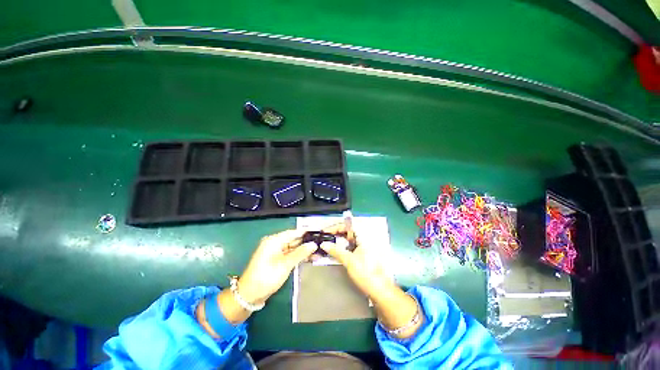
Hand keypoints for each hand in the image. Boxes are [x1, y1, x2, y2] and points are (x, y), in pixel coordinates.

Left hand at [238, 229, 316, 304]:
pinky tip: (309, 258)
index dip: (306, 233)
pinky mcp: (277, 260)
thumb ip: (300, 253)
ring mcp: (276, 252)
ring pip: (293, 248)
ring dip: (304, 251)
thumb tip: (314, 244)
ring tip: (318, 253)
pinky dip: (299, 257)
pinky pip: (290, 255)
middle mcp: (275, 243)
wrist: (250, 295)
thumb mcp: (285, 264)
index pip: (294, 232)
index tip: (319, 233)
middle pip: (294, 240)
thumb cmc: (267, 277)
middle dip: (307, 243)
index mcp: (274, 240)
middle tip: (321, 245)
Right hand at [322, 223, 421, 338]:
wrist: (380, 290)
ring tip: (327, 244)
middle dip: (335, 233)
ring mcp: (365, 246)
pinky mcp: (364, 253)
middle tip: (325, 238)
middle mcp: (365, 238)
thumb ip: (336, 250)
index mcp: (364, 236)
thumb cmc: (366, 273)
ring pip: (349, 239)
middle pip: (348, 231)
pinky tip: (336, 252)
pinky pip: (351, 245)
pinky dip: (343, 247)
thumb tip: (323, 244)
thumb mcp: (349, 261)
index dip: (335, 227)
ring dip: (338, 240)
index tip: (325, 232)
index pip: (347, 225)